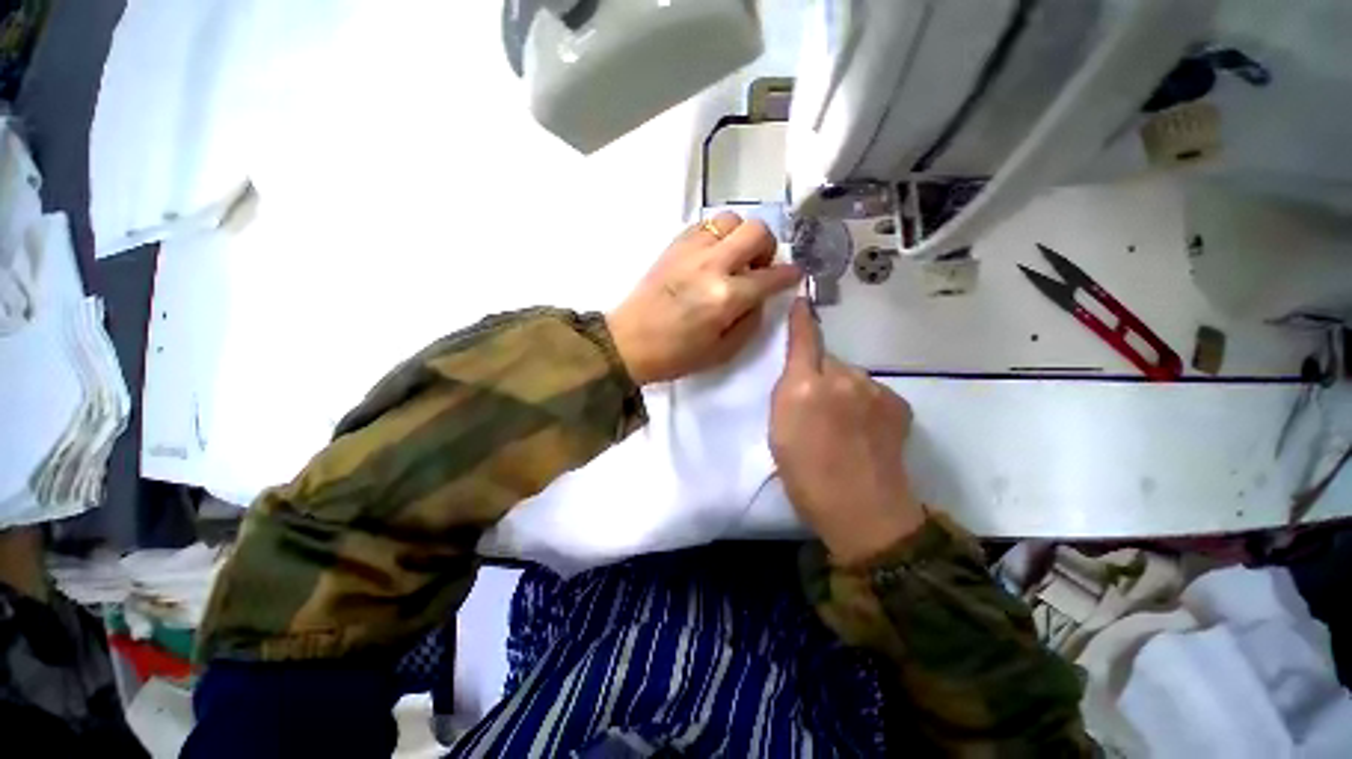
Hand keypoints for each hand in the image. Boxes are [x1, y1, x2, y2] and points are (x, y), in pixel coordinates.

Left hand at [606, 212, 800, 383]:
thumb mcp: (723, 352)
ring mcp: (690, 250)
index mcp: (726, 297)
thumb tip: (761, 297)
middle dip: (768, 248)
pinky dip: (717, 236)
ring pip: (731, 219)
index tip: (794, 275)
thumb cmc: (676, 356)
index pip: (771, 276)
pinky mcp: (673, 245)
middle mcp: (712, 265)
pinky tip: (712, 256)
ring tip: (734, 259)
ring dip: (741, 236)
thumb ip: (750, 321)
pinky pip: (705, 225)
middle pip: (757, 231)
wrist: (628, 343)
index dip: (790, 274)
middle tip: (759, 267)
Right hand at [769, 299, 925, 565]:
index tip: (802, 301)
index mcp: (804, 387)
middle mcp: (841, 378)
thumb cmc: (806, 476)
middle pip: (827, 361)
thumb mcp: (779, 432)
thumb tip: (802, 374)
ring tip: (842, 426)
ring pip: (850, 377)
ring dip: (843, 391)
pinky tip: (865, 431)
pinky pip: (871, 392)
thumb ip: (787, 394)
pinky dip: (865, 404)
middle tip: (814, 408)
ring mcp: (874, 389)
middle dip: (818, 375)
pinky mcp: (897, 403)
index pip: (804, 340)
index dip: (802, 319)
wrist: (863, 510)